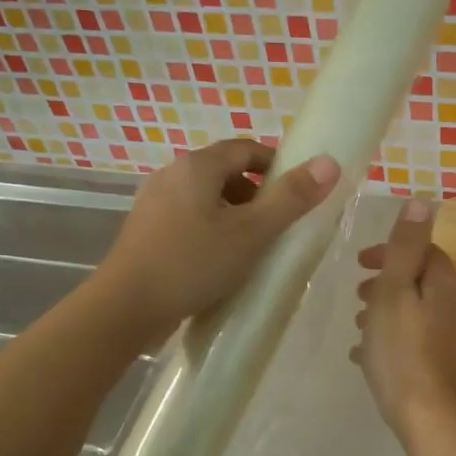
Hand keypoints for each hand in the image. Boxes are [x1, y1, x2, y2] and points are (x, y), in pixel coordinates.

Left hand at [97, 138, 340, 332]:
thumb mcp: (252, 233)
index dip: (276, 166)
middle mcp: (172, 174)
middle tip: (276, 226)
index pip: (247, 149)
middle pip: (225, 172)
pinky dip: (209, 229)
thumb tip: (329, 163)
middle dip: (256, 194)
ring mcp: (153, 201)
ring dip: (233, 214)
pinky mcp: (144, 229)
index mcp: (197, 165)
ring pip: (205, 197)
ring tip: (250, 247)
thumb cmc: (193, 264)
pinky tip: (216, 261)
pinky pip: (187, 217)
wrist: (126, 306)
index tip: (296, 194)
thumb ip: (291, 198)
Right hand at [352, 199, 455, 439]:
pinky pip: (420, 344)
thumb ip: (405, 247)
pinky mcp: (452, 371)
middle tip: (358, 297)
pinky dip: (397, 341)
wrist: (432, 420)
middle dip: (388, 285)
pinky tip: (370, 358)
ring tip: (360, 330)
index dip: (392, 252)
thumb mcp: (395, 292)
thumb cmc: (404, 351)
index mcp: (449, 287)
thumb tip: (421, 201)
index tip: (360, 265)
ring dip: (389, 314)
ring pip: (419, 315)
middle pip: (422, 284)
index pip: (425, 253)